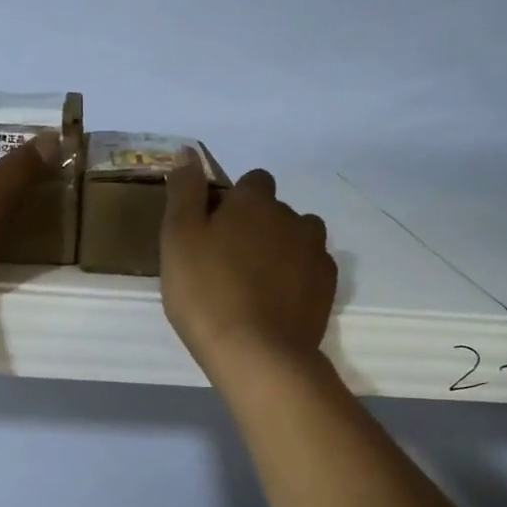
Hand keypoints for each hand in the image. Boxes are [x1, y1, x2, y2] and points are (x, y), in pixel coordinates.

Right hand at [161, 157, 337, 388]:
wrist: (257, 354)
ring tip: (257, 284)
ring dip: (282, 250)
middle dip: (258, 227)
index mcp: (254, 202)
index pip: (252, 182)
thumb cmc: (207, 293)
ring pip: (298, 238)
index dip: (234, 203)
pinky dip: (298, 278)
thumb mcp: (178, 239)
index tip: (214, 231)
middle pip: (276, 211)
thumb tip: (189, 153)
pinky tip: (278, 303)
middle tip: (229, 264)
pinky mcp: (328, 287)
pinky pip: (312, 270)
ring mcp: (315, 253)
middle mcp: (292, 217)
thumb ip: (184, 192)